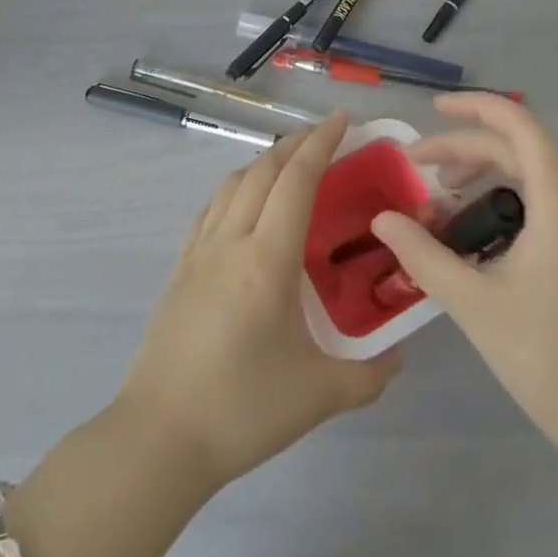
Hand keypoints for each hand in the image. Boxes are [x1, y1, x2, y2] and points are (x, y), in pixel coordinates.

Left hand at [117, 114, 399, 492]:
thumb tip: (397, 357)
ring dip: (264, 162)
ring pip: (233, 183)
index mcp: (267, 258)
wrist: (159, 437)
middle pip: (263, 170)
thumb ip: (368, 375)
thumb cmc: (242, 409)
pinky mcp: (180, 267)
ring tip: (290, 164)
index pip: (297, 180)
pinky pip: (212, 208)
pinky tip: (245, 203)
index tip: (341, 119)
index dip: (320, 143)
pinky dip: (236, 187)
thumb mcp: (319, 395)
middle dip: (296, 143)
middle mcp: (231, 240)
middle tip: (325, 135)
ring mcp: (199, 251)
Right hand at [370, 94, 557, 463]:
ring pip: (529, 181)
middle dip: (463, 150)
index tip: (433, 110)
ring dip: (482, 178)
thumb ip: (424, 256)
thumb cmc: (551, 359)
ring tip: (439, 203)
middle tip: (415, 168)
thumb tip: (382, 219)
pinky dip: (501, 206)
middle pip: (517, 152)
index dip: (476, 107)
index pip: (519, 126)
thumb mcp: (475, 304)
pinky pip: (540, 209)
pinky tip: (473, 241)